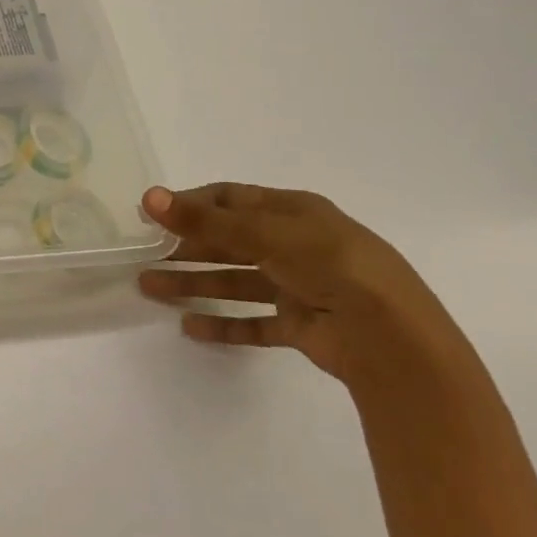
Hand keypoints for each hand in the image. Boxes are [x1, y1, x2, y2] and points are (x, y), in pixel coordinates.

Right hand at [138, 184, 467, 389]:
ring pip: (235, 281)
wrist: (393, 339)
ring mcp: (301, 287)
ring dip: (193, 284)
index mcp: (294, 212)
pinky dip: (224, 325)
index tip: (152, 215)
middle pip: (229, 242)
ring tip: (149, 290)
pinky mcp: (303, 326)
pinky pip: (254, 322)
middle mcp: (297, 245)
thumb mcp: (265, 235)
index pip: (231, 199)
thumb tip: (148, 197)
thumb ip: (205, 221)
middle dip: (185, 248)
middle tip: (143, 257)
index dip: (191, 205)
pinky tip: (190, 328)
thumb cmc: (330, 266)